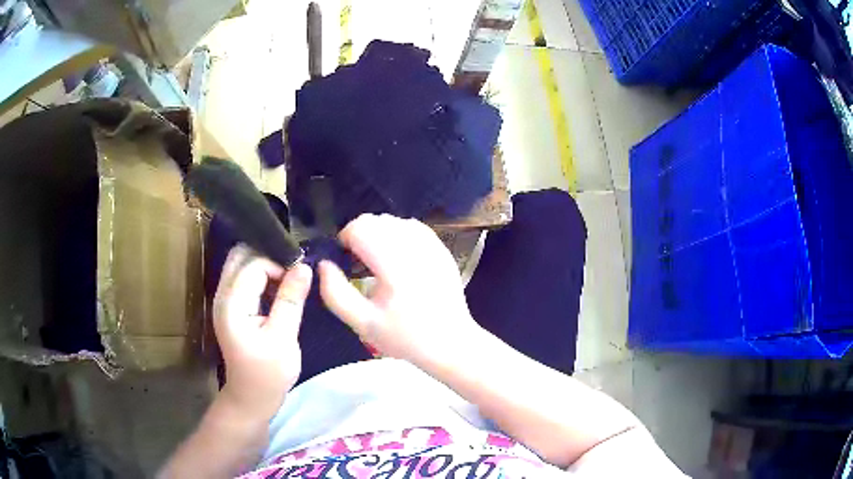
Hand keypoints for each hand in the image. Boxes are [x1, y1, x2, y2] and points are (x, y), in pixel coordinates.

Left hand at [213, 245, 311, 418]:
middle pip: (240, 255)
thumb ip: (291, 300)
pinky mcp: (230, 306)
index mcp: (232, 304)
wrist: (251, 397)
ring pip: (240, 263)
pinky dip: (260, 275)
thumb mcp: (284, 338)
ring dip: (264, 265)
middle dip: (268, 256)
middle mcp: (222, 295)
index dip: (279, 265)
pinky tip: (277, 290)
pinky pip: (242, 277)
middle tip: (293, 273)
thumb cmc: (269, 373)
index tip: (300, 279)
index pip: (254, 264)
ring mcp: (223, 300)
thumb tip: (304, 266)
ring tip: (287, 280)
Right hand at [319, 214, 482, 366]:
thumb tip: (324, 264)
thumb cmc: (404, 337)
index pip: (360, 228)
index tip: (343, 260)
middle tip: (358, 263)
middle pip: (376, 220)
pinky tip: (397, 259)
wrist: (450, 342)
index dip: (344, 239)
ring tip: (377, 262)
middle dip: (360, 235)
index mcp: (394, 265)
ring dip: (379, 234)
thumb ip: (335, 293)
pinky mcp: (441, 249)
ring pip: (394, 221)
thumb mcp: (363, 323)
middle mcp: (415, 248)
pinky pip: (413, 228)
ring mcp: (432, 246)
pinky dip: (398, 235)